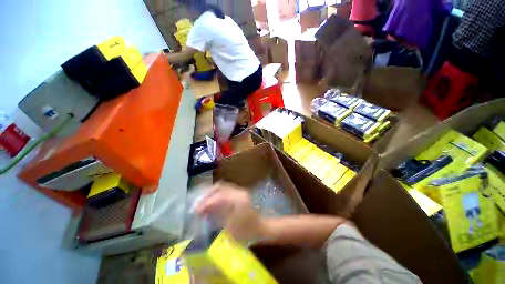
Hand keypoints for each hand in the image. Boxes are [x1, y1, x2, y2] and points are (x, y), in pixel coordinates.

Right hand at [196, 182, 263, 241]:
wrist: (261, 227)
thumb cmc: (247, 231)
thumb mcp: (231, 228)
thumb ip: (218, 216)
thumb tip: (204, 210)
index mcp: (237, 200)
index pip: (218, 196)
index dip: (206, 202)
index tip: (196, 210)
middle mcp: (239, 192)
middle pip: (219, 187)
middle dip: (207, 194)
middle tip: (198, 204)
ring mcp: (240, 191)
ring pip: (222, 186)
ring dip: (211, 193)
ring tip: (203, 202)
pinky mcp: (239, 193)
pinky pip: (225, 189)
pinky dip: (217, 194)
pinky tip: (212, 201)